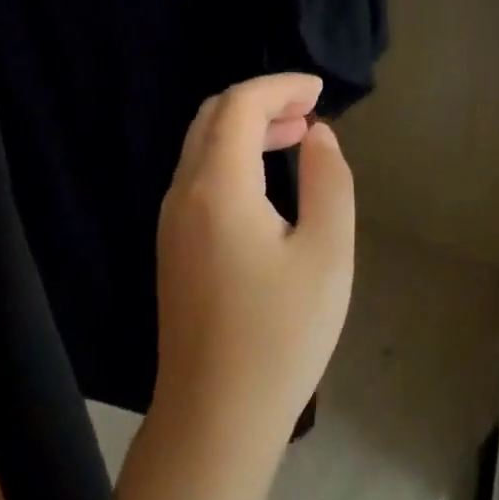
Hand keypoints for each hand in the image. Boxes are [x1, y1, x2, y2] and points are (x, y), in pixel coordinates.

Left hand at [153, 74, 356, 463]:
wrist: (216, 413)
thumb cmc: (281, 336)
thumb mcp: (327, 254)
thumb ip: (329, 182)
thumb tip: (318, 136)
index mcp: (218, 187)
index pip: (240, 105)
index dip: (280, 86)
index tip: (320, 90)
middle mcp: (182, 194)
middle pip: (212, 119)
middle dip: (261, 102)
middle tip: (310, 111)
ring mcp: (170, 222)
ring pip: (201, 149)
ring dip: (245, 131)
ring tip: (296, 138)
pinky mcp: (172, 248)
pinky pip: (198, 180)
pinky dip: (231, 161)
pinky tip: (265, 183)